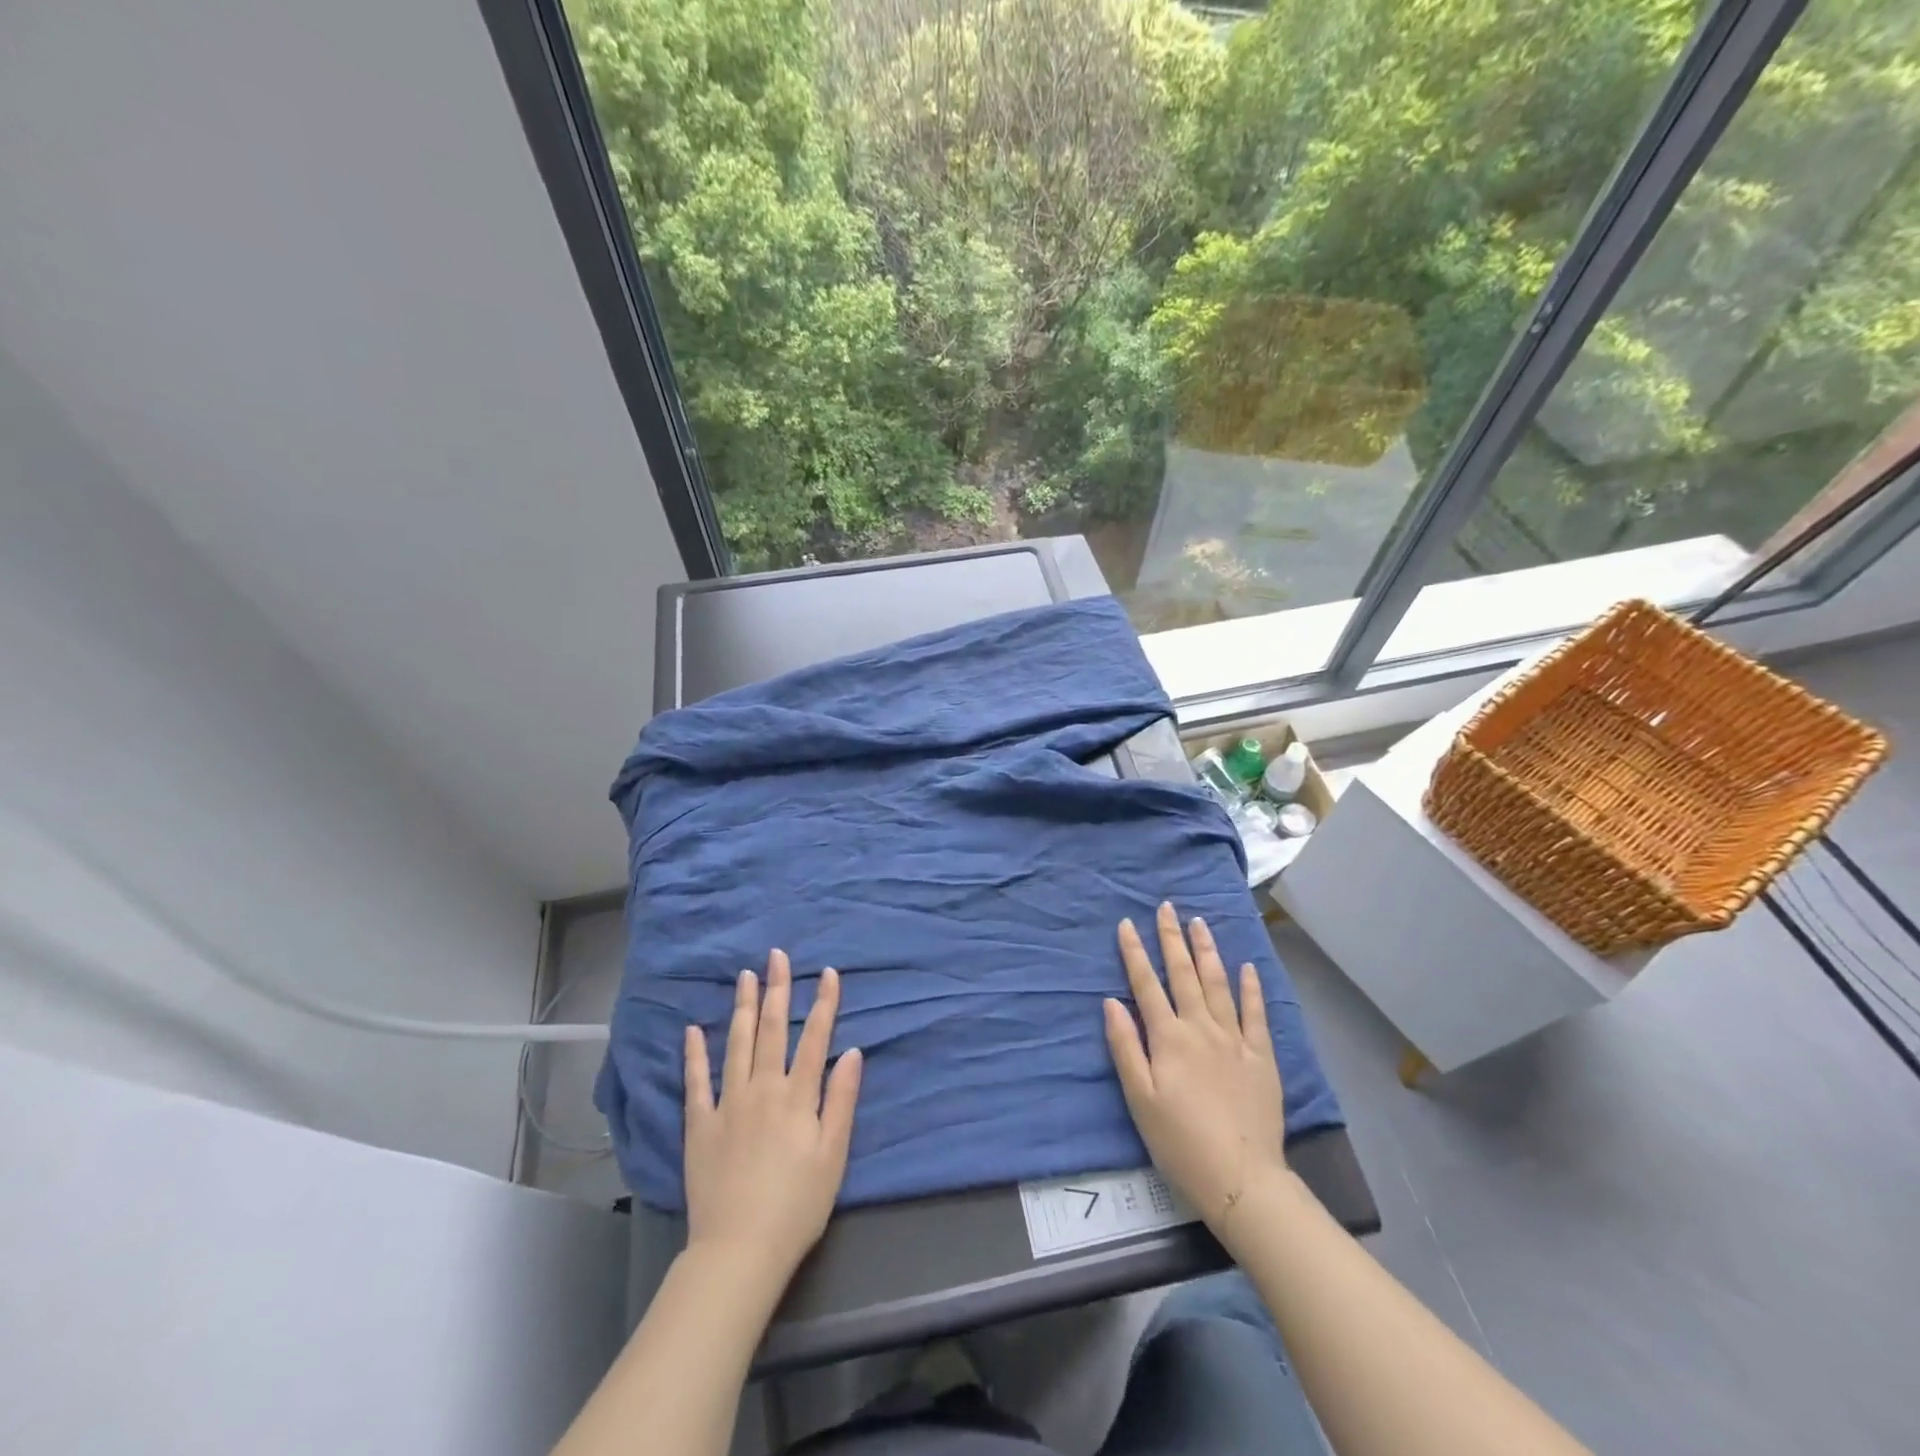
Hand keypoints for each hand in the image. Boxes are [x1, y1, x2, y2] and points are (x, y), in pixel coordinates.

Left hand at [682, 951, 862, 1288]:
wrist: (739, 1250)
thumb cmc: (797, 1205)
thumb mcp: (834, 1155)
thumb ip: (842, 1100)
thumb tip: (853, 1052)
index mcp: (797, 1096)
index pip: (815, 1038)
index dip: (823, 1003)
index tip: (828, 972)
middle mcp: (762, 1089)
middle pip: (771, 1030)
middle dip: (777, 990)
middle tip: (776, 956)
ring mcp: (727, 1105)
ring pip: (735, 1045)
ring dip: (741, 1008)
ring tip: (744, 976)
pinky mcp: (699, 1126)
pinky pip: (696, 1083)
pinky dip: (694, 1054)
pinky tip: (692, 1030)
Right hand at [1104, 903, 1286, 1240]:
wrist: (1241, 1178)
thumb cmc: (1180, 1142)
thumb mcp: (1139, 1099)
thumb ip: (1125, 1047)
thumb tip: (1111, 1002)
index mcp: (1168, 1038)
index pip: (1146, 984)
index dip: (1134, 952)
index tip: (1126, 923)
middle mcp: (1201, 1028)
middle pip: (1183, 974)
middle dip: (1172, 938)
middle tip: (1167, 907)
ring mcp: (1234, 1039)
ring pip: (1218, 983)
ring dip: (1207, 951)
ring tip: (1199, 923)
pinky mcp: (1261, 1056)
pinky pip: (1255, 1013)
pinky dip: (1250, 987)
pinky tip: (1247, 967)